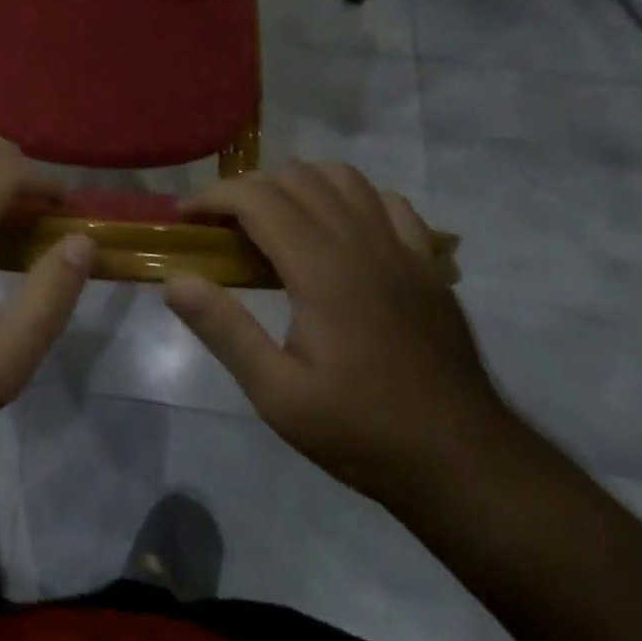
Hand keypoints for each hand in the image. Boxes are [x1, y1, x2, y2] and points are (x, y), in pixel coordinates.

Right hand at [165, 161, 515, 506]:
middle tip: (223, 227)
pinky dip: (350, 198)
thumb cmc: (363, 431)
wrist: (466, 464)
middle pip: (294, 176)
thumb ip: (224, 330)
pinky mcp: (426, 262)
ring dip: (298, 184)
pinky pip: (385, 200)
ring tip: (276, 219)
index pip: (256, 197)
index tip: (186, 218)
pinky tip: (338, 230)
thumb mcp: (279, 396)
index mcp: (321, 268)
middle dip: (248, 188)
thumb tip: (175, 280)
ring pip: (341, 176)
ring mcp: (401, 247)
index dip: (213, 197)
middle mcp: (360, 241)